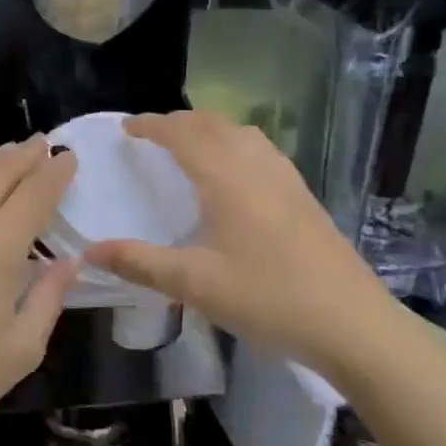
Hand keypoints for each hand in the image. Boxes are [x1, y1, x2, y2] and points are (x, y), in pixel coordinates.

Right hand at [82, 111, 400, 376]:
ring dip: (209, 128)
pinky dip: (235, 143)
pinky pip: (261, 150)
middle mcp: (256, 166)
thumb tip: (90, 253)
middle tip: (151, 134)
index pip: (182, 133)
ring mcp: (286, 179)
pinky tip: (235, 173)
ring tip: (189, 144)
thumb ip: (140, 263)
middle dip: (178, 121)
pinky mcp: (304, 196)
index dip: (152, 125)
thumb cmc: (269, 298)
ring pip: (242, 133)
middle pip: (213, 124)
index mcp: (226, 178)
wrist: (354, 325)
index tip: (127, 127)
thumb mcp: (195, 284)